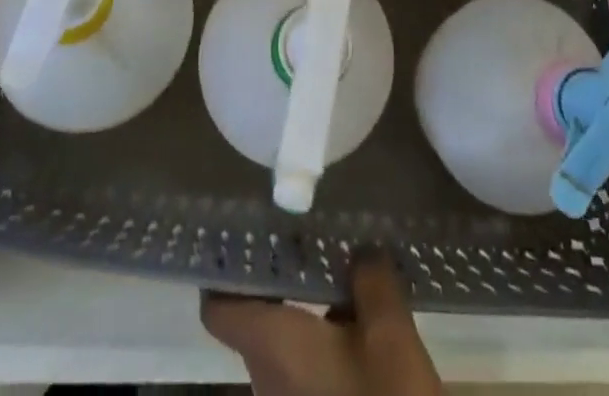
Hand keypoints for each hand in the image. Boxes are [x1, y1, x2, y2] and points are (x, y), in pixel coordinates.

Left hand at [201, 251, 442, 395]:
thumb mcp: (390, 335)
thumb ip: (372, 280)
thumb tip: (362, 248)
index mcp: (272, 347)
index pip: (218, 308)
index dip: (223, 268)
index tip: (243, 229)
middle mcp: (266, 379)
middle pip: (253, 317)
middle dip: (277, 274)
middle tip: (301, 229)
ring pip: (281, 342)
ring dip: (302, 305)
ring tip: (334, 262)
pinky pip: (301, 368)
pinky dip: (319, 337)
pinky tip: (355, 317)